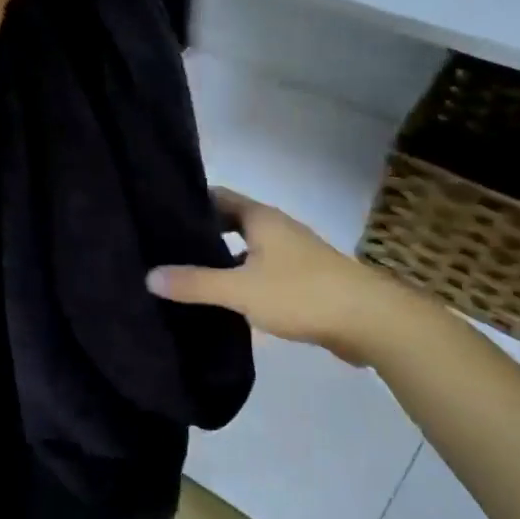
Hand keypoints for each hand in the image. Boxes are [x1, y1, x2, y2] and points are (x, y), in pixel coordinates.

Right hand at [147, 188, 446, 367]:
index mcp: (261, 218)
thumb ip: (195, 283)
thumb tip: (148, 276)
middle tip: (167, 248)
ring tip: (189, 275)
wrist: (371, 321)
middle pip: (232, 223)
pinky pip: (264, 272)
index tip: (160, 214)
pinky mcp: (306, 281)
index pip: (218, 197)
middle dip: (203, 233)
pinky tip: (227, 302)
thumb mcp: (241, 289)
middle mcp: (277, 228)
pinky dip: (243, 280)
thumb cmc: (302, 293)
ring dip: (224, 259)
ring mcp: (294, 255)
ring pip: (249, 250)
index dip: (190, 203)